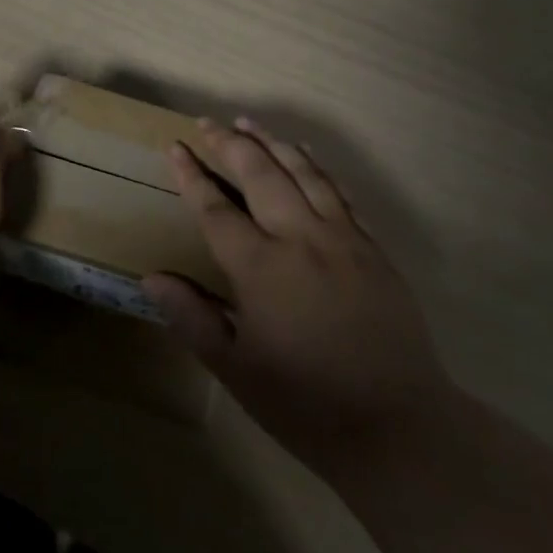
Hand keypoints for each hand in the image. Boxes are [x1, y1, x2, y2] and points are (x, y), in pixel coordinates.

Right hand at [143, 118, 447, 476]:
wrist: (400, 429)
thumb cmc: (306, 404)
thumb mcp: (236, 370)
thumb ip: (193, 317)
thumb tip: (151, 277)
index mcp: (261, 268)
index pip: (216, 208)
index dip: (192, 175)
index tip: (175, 147)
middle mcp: (301, 239)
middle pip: (260, 174)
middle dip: (230, 144)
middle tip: (208, 123)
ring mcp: (343, 239)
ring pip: (304, 173)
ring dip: (273, 143)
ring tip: (249, 122)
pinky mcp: (374, 249)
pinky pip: (341, 194)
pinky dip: (318, 168)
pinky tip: (306, 156)